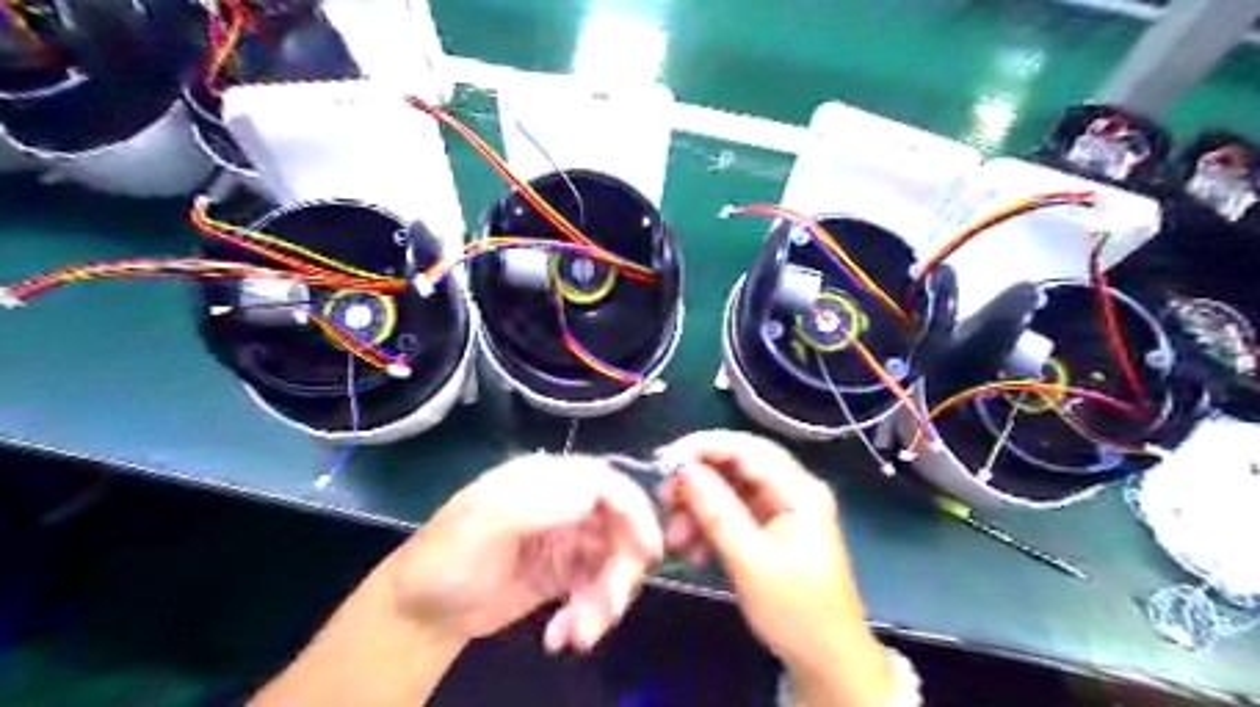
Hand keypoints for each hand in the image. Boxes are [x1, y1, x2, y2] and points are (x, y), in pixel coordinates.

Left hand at [392, 455, 661, 653]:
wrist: (421, 613)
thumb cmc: (446, 555)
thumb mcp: (484, 521)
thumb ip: (539, 502)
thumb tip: (593, 496)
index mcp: (545, 478)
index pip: (605, 482)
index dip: (633, 511)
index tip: (648, 551)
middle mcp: (563, 504)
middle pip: (618, 526)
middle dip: (619, 570)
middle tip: (607, 610)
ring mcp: (567, 541)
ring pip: (612, 562)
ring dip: (604, 601)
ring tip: (578, 635)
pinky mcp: (565, 575)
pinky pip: (597, 590)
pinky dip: (590, 614)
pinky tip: (561, 636)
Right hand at [660, 429, 895, 705]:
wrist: (828, 663)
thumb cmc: (797, 613)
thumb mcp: (752, 563)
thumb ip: (718, 512)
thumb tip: (685, 469)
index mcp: (799, 491)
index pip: (748, 449)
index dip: (704, 446)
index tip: (665, 460)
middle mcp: (792, 492)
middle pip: (736, 468)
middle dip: (697, 483)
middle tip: (664, 500)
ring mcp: (781, 511)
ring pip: (730, 492)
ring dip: (699, 510)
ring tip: (675, 539)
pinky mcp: (771, 531)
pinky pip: (733, 516)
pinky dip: (710, 528)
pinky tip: (694, 552)